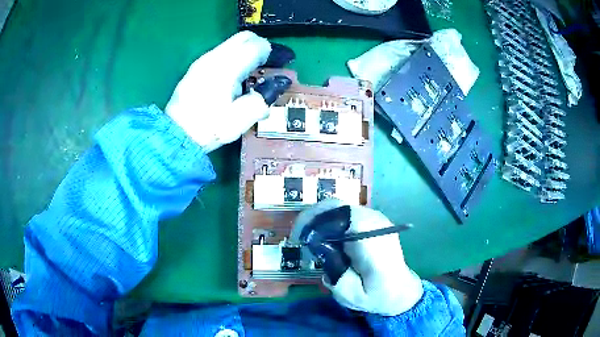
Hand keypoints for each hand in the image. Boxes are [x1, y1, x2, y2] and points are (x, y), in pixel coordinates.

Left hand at [165, 31, 270, 152]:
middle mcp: (213, 58)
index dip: (274, 52)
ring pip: (232, 44)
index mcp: (225, 68)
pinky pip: (222, 53)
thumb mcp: (239, 120)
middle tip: (271, 64)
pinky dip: (235, 58)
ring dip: (248, 52)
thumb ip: (263, 98)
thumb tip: (279, 82)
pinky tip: (235, 78)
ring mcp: (202, 61)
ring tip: (254, 73)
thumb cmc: (208, 129)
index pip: (256, 46)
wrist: (175, 136)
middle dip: (262, 47)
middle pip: (244, 38)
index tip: (284, 63)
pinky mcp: (196, 67)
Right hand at [292, 200, 423, 315]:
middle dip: (313, 218)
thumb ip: (336, 276)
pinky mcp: (373, 222)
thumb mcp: (352, 295)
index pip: (341, 214)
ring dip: (320, 219)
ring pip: (340, 207)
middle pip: (337, 206)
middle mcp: (376, 223)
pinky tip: (324, 238)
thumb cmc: (377, 296)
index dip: (315, 220)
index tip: (300, 238)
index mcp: (373, 240)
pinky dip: (330, 221)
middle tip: (299, 237)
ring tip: (309, 239)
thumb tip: (320, 252)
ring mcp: (376, 219)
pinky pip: (345, 213)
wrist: (401, 290)